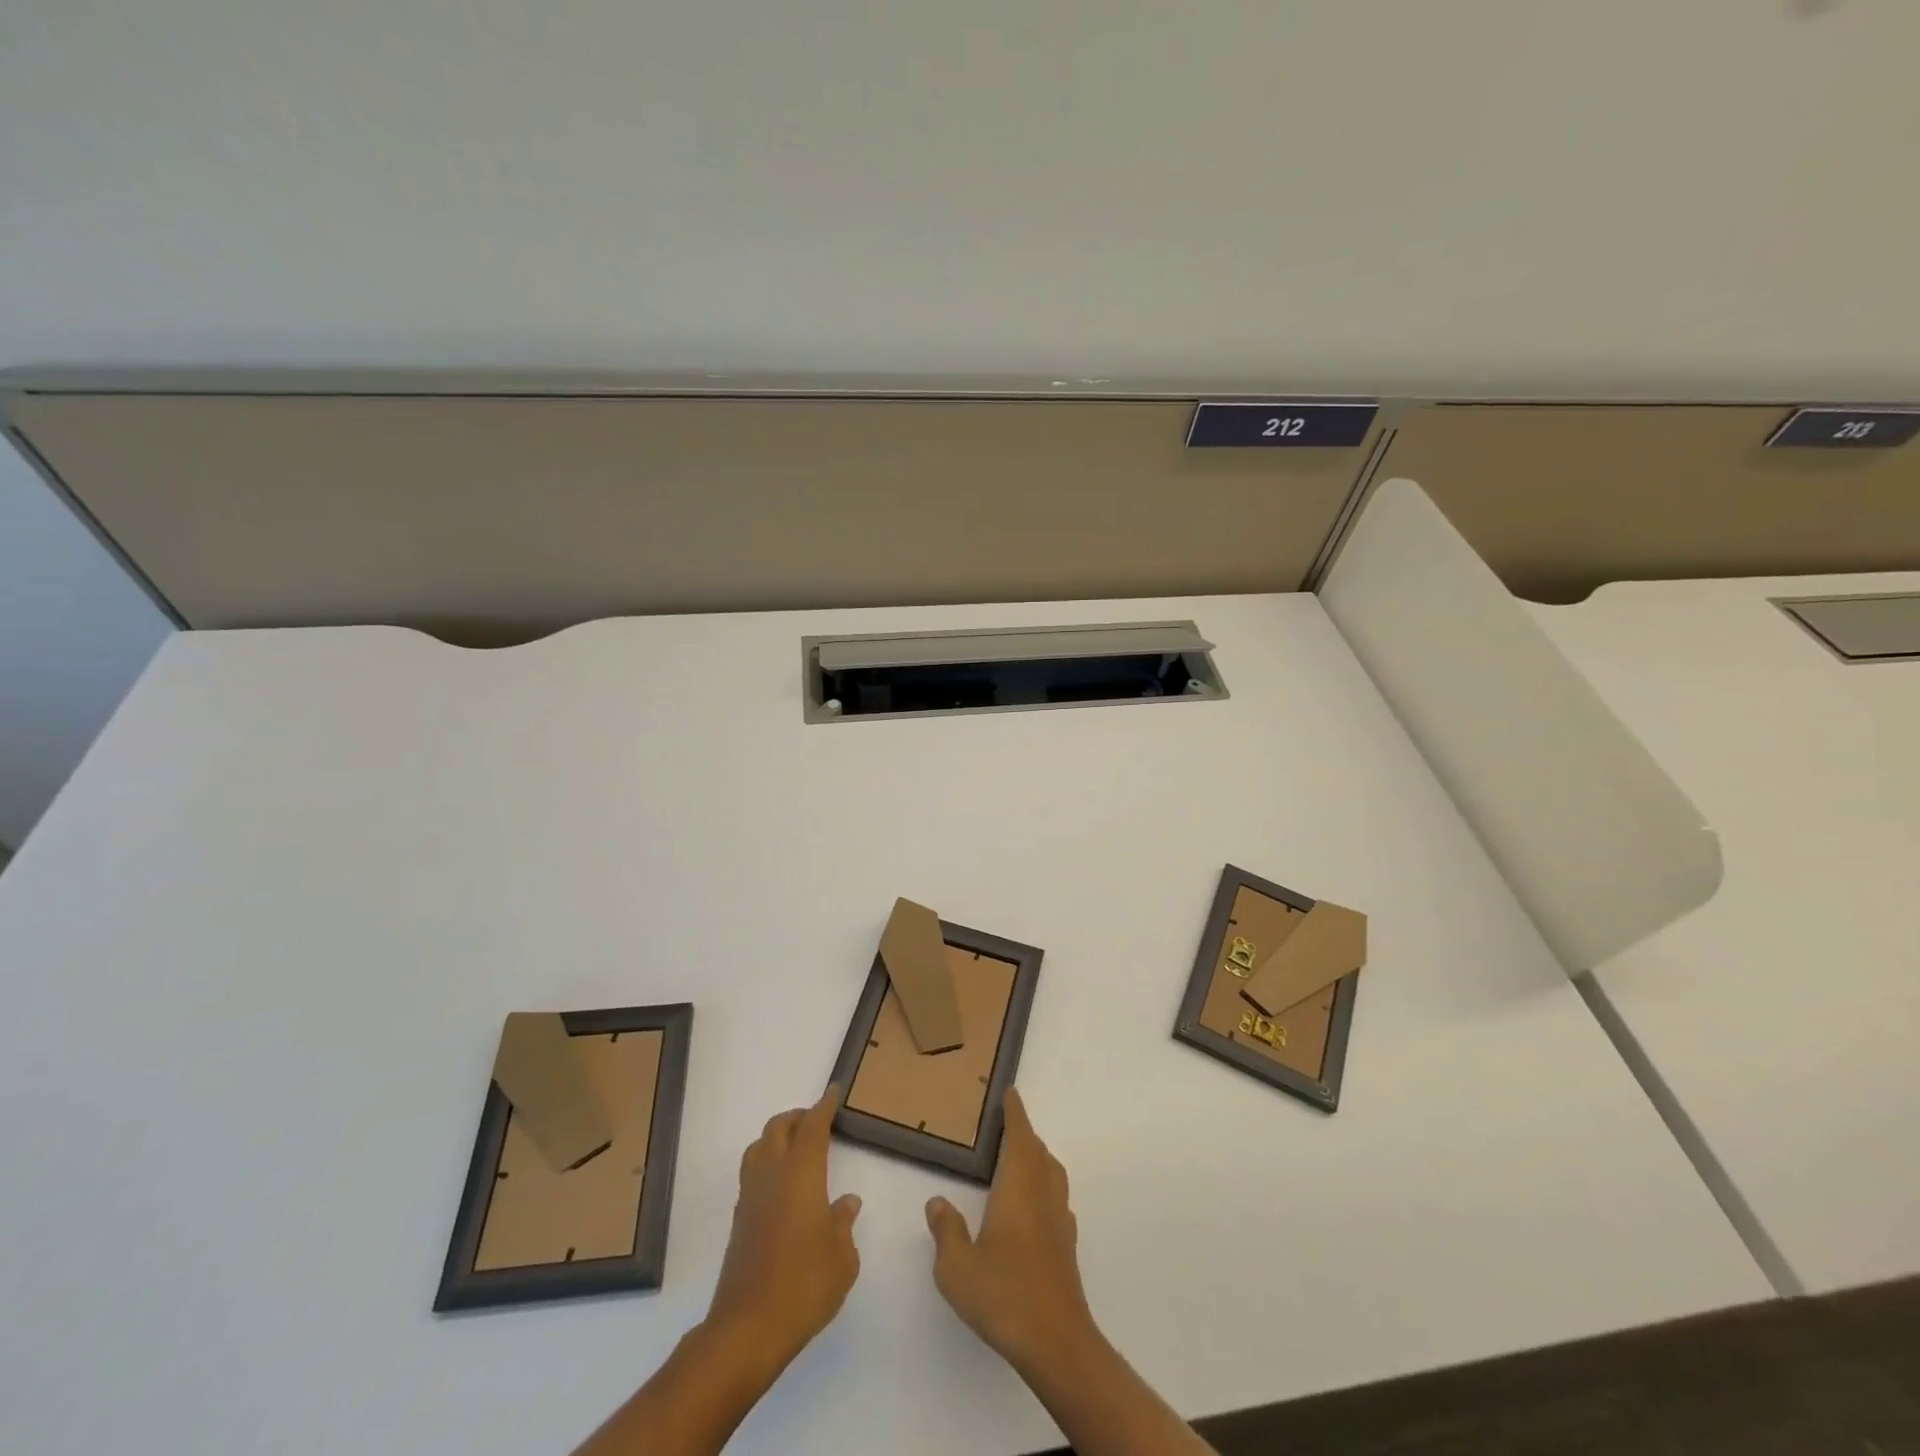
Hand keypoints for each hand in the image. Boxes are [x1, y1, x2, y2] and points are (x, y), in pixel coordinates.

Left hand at [704, 1086, 862, 1372]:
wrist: (747, 1330)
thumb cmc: (805, 1286)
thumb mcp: (842, 1257)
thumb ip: (844, 1224)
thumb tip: (846, 1202)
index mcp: (801, 1175)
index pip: (812, 1127)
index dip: (824, 1106)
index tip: (834, 1091)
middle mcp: (772, 1176)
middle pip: (778, 1129)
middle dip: (798, 1117)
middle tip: (818, 1120)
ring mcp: (750, 1199)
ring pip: (758, 1148)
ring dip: (777, 1138)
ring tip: (797, 1148)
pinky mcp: (739, 1223)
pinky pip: (752, 1175)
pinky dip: (767, 1165)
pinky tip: (783, 1187)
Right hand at [924, 1088, 1096, 1371]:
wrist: (1056, 1342)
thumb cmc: (1004, 1295)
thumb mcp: (957, 1267)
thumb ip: (946, 1230)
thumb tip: (937, 1201)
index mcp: (1019, 1188)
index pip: (1020, 1137)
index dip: (1015, 1114)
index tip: (1011, 1093)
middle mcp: (1043, 1195)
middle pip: (1038, 1152)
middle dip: (1024, 1134)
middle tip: (1006, 1126)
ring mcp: (1059, 1221)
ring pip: (1052, 1174)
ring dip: (1037, 1158)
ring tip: (1018, 1161)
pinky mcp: (1067, 1246)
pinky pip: (1056, 1199)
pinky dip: (1044, 1187)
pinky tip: (1032, 1208)